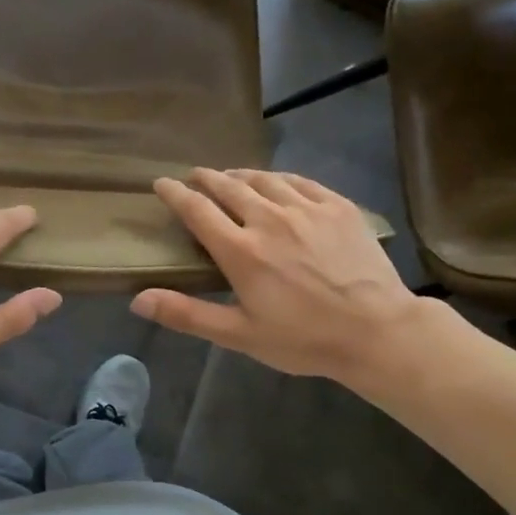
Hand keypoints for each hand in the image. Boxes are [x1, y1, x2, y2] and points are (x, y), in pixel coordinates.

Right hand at [130, 168, 424, 384]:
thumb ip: (187, 314)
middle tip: (194, 176)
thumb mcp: (239, 335)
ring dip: (240, 175)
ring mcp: (307, 209)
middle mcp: (269, 219)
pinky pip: (300, 181)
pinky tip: (277, 182)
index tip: (161, 183)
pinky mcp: (338, 207)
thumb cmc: (304, 339)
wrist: (378, 331)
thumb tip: (137, 299)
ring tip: (230, 176)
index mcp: (241, 251)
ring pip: (264, 179)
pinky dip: (279, 178)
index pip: (197, 210)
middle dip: (205, 178)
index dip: (175, 194)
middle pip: (228, 187)